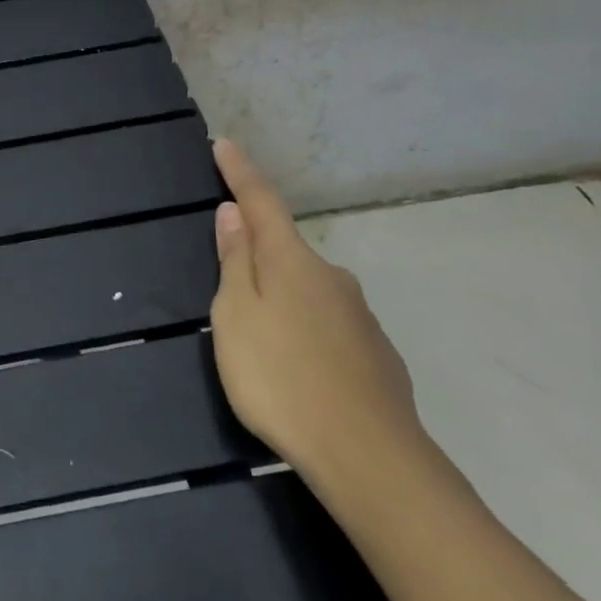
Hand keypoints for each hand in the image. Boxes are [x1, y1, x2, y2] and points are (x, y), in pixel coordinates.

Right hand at [209, 139, 425, 484]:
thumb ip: (235, 262)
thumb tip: (233, 213)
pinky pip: (329, 325)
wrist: (368, 456)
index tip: (225, 144)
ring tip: (262, 340)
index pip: (260, 201)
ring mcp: (359, 315)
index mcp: (291, 261)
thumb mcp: (236, 316)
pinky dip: (307, 331)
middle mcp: (331, 277)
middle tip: (231, 285)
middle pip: (285, 250)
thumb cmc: (280, 377)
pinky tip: (300, 367)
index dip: (240, 173)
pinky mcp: (376, 353)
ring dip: (282, 297)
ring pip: (309, 290)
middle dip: (258, 251)